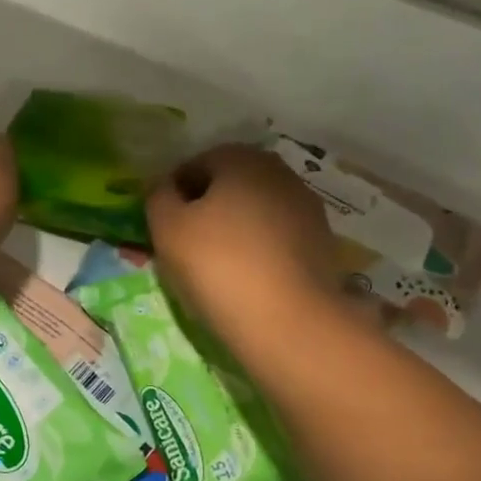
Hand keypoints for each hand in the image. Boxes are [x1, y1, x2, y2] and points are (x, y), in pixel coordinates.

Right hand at [146, 144, 340, 348]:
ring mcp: (306, 208)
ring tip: (214, 267)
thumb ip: (158, 198)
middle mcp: (279, 173)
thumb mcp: (168, 229)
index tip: (161, 226)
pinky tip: (246, 279)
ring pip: (255, 211)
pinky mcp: (321, 242)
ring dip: (233, 230)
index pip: (195, 164)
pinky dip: (258, 250)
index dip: (172, 193)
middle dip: (206, 209)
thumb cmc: (219, 266)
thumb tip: (165, 189)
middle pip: (229, 186)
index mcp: (242, 159)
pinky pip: (276, 238)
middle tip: (184, 246)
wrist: (290, 321)